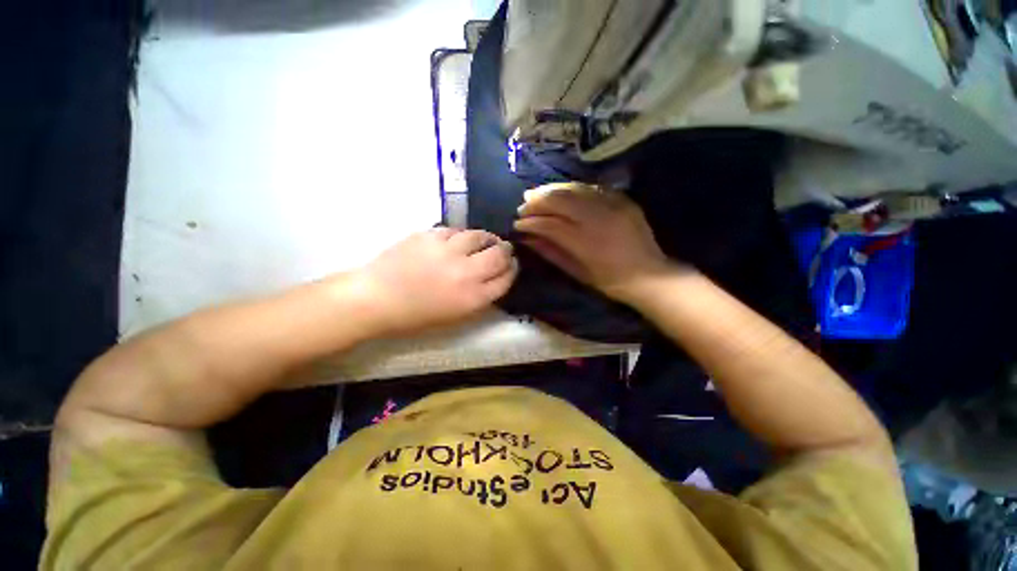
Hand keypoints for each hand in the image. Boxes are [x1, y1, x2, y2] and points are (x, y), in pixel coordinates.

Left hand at [353, 227, 517, 335]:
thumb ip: (480, 297)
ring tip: (485, 240)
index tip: (512, 265)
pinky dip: (462, 235)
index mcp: (473, 298)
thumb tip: (494, 278)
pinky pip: (456, 230)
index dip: (512, 270)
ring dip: (487, 238)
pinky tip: (460, 239)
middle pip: (499, 255)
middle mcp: (466, 273)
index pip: (505, 279)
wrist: (377, 298)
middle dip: (506, 251)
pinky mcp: (431, 235)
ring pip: (480, 236)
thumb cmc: (416, 315)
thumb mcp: (455, 315)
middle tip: (505, 249)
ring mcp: (448, 251)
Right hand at [514, 183, 673, 301]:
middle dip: (537, 200)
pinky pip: (591, 188)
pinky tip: (562, 192)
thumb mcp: (576, 271)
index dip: (531, 221)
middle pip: (560, 200)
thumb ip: (550, 251)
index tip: (518, 222)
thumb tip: (527, 238)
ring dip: (552, 190)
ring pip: (574, 189)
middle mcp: (598, 218)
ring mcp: (612, 205)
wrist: (648, 275)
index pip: (550, 224)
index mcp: (586, 242)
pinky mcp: (622, 199)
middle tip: (523, 204)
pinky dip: (572, 189)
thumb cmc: (608, 280)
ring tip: (537, 194)